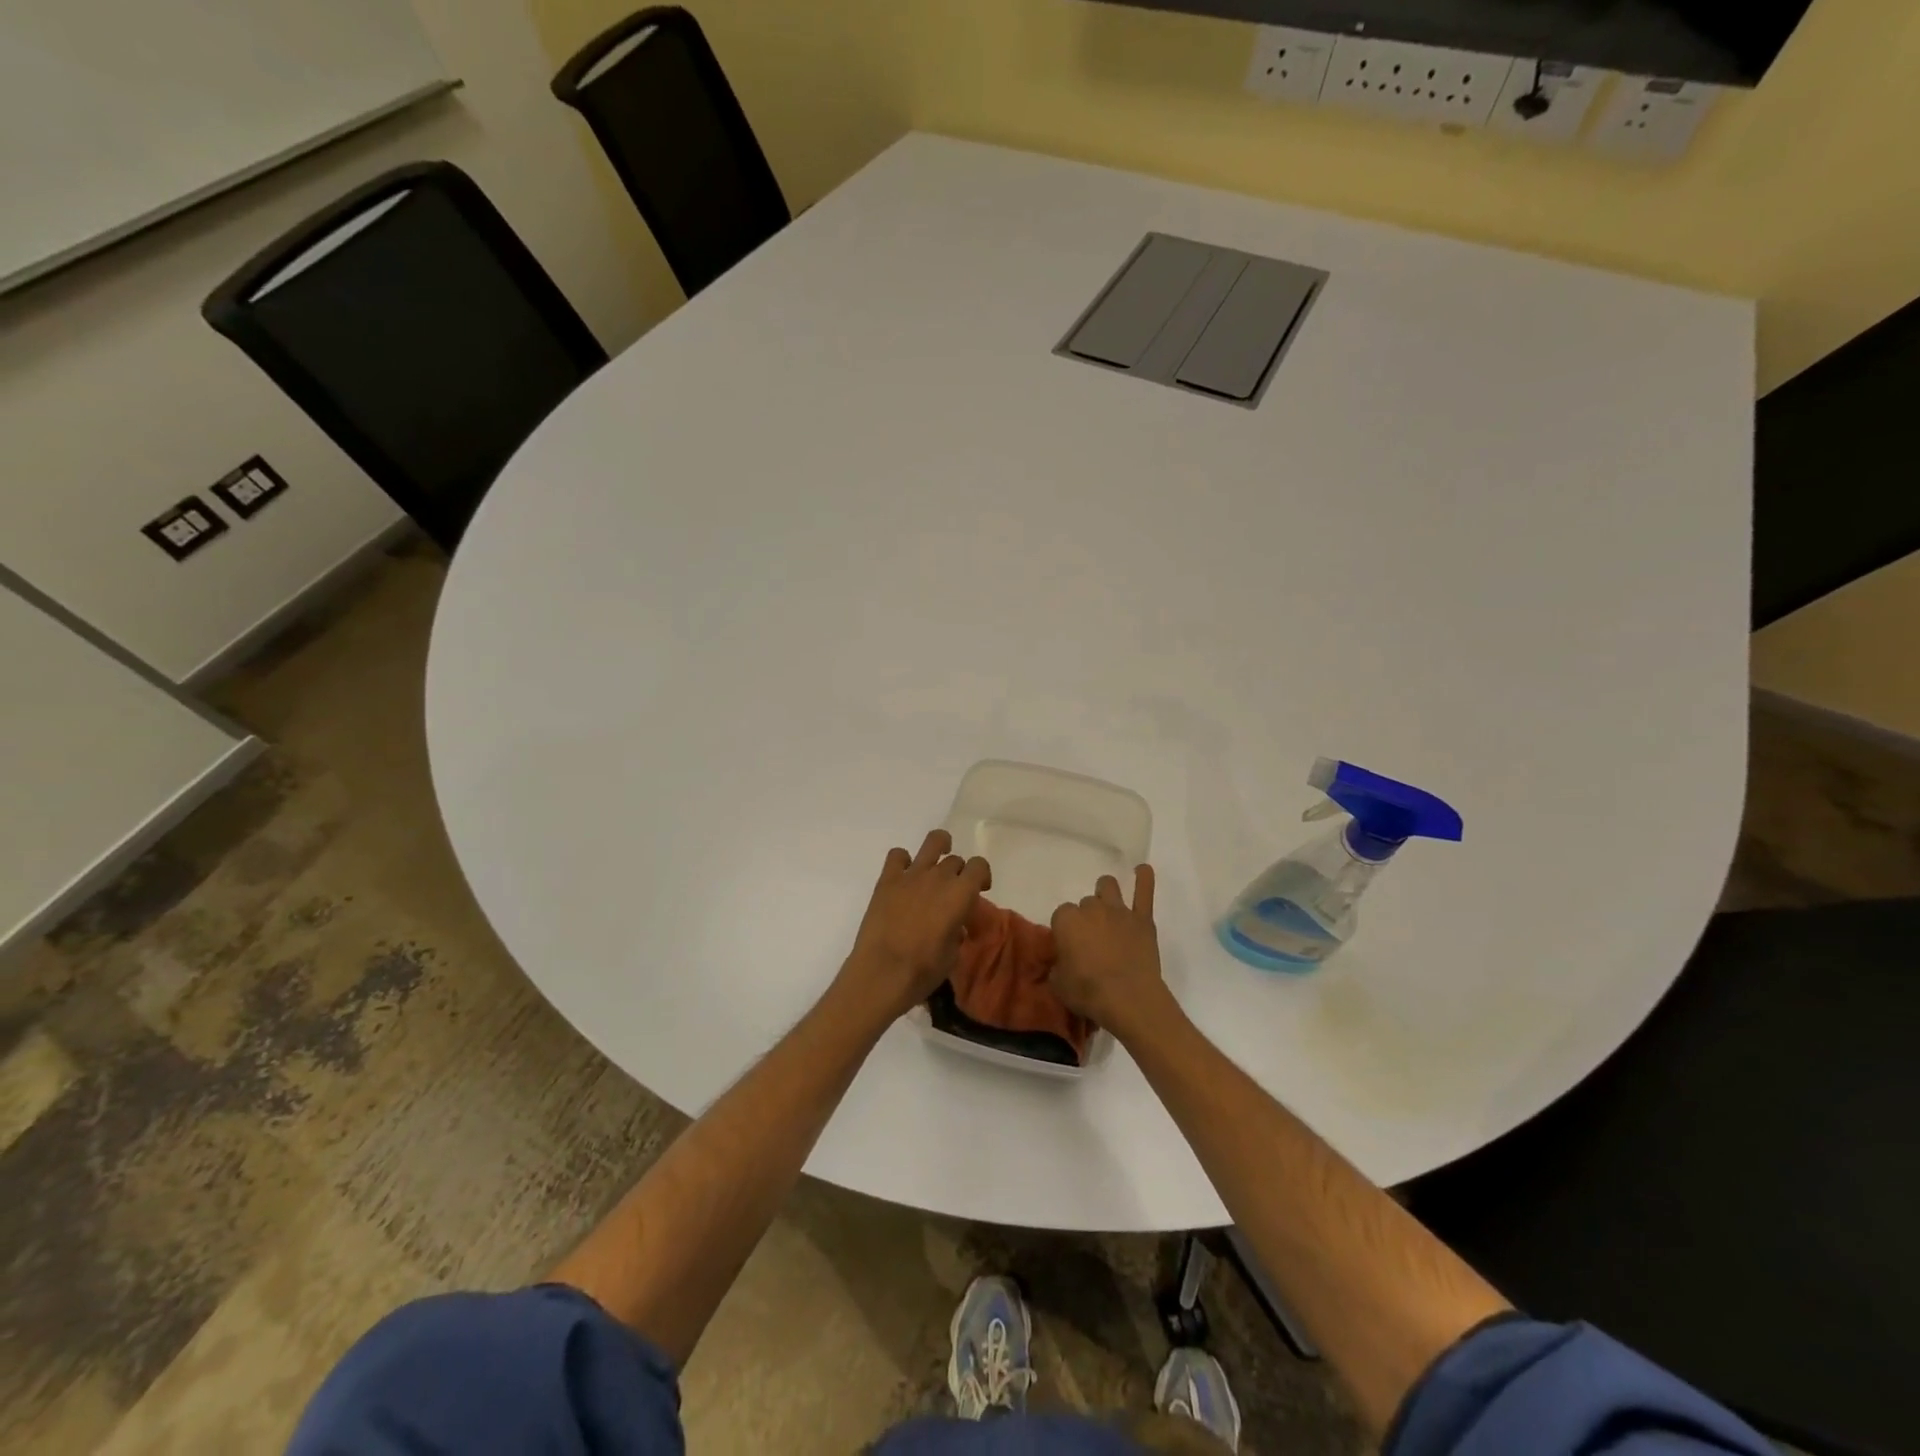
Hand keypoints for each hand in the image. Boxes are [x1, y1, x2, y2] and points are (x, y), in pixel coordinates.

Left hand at [842, 830, 990, 1020]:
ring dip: (939, 847)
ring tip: (936, 859)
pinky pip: (897, 855)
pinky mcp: (887, 880)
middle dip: (958, 873)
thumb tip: (955, 927)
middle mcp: (939, 876)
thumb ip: (957, 932)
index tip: (980, 890)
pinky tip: (903, 875)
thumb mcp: (953, 954)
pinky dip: (903, 861)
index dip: (982, 876)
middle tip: (952, 891)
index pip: (980, 866)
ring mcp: (912, 875)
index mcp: (961, 893)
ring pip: (932, 842)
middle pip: (956, 860)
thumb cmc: (924, 969)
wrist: (883, 972)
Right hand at [1049, 865, 1168, 1037]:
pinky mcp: (1142, 919)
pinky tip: (1142, 870)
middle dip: (1087, 916)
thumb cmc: (1088, 993)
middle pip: (1085, 902)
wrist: (1129, 999)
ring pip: (1108, 886)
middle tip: (1092, 938)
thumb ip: (1057, 967)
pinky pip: (1144, 891)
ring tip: (1108, 908)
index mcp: (1066, 921)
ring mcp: (1118, 911)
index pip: (1061, 914)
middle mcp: (1091, 909)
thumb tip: (1062, 963)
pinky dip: (1143, 878)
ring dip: (1106, 894)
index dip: (1066, 930)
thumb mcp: (1058, 984)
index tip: (1070, 945)